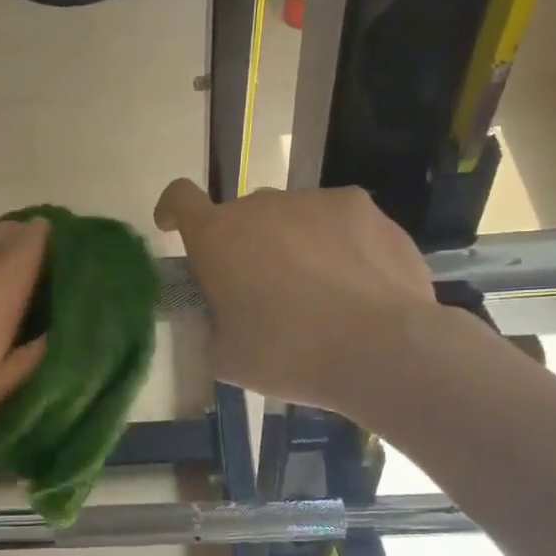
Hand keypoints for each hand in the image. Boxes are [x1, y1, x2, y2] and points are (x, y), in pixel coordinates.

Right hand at [154, 180, 441, 411]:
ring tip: (320, 292)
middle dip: (245, 245)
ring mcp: (314, 200)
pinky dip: (337, 244)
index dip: (174, 209)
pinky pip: (336, 221)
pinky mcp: (362, 207)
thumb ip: (211, 324)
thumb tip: (221, 317)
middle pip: (242, 216)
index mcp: (217, 237)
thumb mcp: (226, 357)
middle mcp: (261, 205)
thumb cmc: (288, 355)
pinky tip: (356, 283)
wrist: (381, 349)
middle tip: (264, 292)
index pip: (180, 198)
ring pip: (291, 217)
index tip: (176, 226)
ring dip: (293, 243)